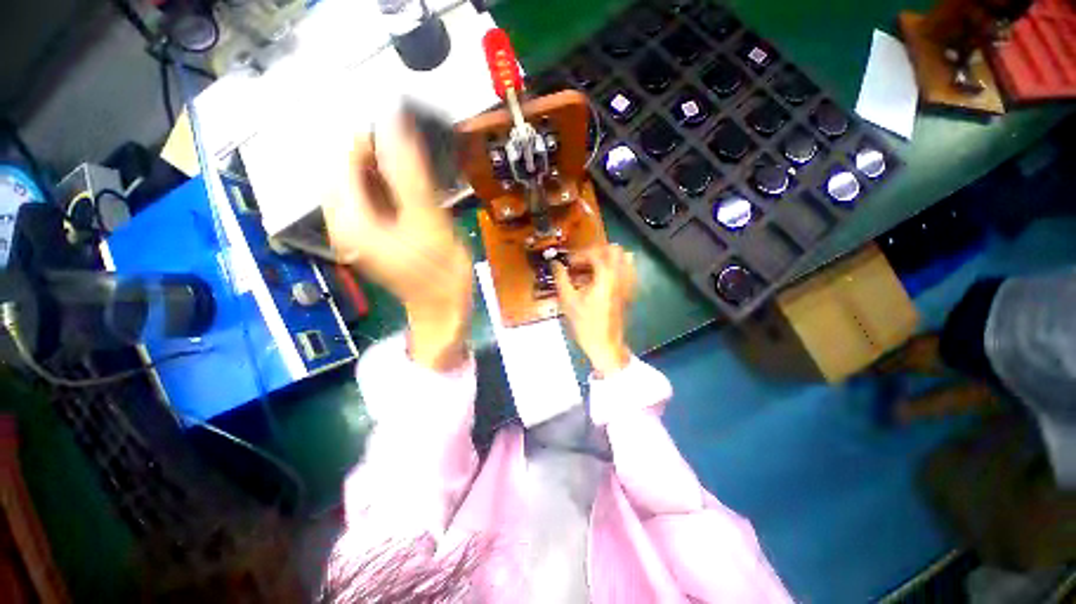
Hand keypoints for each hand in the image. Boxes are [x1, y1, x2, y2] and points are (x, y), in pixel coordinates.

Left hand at [324, 114, 471, 370]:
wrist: (442, 307)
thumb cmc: (439, 272)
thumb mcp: (427, 221)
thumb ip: (409, 174)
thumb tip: (396, 127)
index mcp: (350, 219)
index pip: (346, 159)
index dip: (373, 140)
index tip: (405, 135)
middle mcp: (342, 222)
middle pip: (350, 170)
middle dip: (380, 157)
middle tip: (415, 157)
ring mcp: (355, 231)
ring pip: (361, 184)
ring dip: (386, 171)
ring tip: (416, 173)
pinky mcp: (370, 236)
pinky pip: (371, 199)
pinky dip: (389, 188)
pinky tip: (411, 192)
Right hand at [553, 245, 635, 375]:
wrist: (605, 345)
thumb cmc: (585, 324)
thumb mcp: (568, 300)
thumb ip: (561, 278)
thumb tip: (554, 264)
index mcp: (606, 276)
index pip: (595, 253)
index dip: (579, 255)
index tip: (568, 264)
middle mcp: (620, 276)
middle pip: (615, 250)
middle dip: (597, 251)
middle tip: (583, 261)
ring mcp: (628, 285)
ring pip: (625, 259)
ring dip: (608, 258)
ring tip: (593, 268)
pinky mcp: (629, 293)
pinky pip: (627, 272)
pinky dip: (616, 269)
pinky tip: (602, 280)